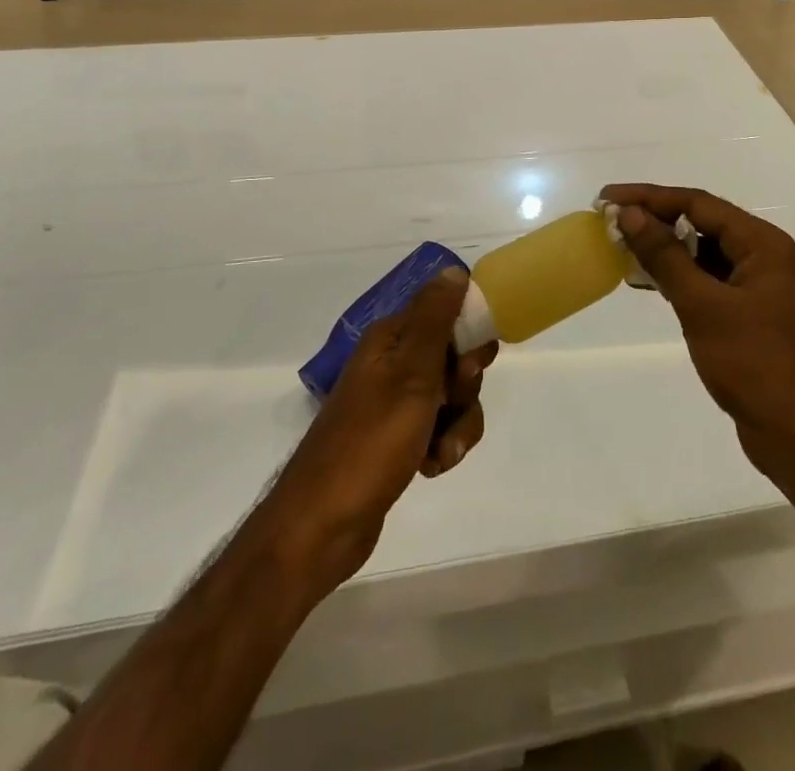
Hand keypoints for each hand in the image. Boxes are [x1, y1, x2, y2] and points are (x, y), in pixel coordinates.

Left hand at [261, 270, 494, 592]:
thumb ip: (435, 320)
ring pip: (453, 398)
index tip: (471, 366)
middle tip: (450, 404)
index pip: (446, 314)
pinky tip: (430, 467)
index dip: (469, 337)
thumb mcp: (412, 373)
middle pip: (454, 358)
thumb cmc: (371, 440)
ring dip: (457, 424)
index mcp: (391, 339)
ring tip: (441, 451)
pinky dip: (442, 446)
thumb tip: (454, 270)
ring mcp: (394, 402)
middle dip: (465, 387)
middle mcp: (392, 363)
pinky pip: (439, 429)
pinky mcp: (398, 438)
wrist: (323, 524)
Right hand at [602, 184, 794, 504]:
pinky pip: (706, 282)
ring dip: (663, 250)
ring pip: (702, 254)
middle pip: (701, 223)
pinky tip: (647, 282)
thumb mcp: (704, 306)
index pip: (698, 203)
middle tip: (610, 222)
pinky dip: (677, 278)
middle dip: (654, 220)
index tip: (608, 199)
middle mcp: (762, 257)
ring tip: (620, 248)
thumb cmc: (757, 365)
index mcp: (761, 244)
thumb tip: (629, 214)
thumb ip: (665, 257)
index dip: (649, 197)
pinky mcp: (747, 315)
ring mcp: (756, 287)